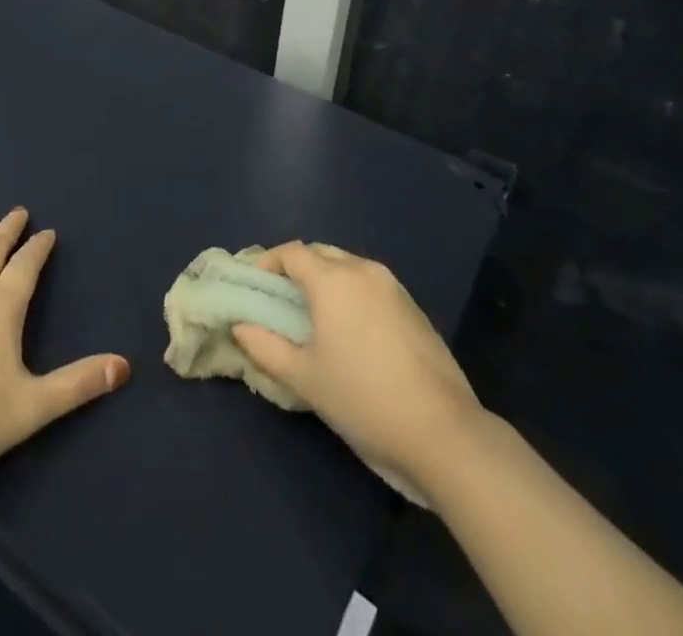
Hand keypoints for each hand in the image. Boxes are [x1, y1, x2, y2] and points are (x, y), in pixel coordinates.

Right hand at [232, 242, 483, 501]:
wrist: (442, 431)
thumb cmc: (362, 399)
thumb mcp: (304, 378)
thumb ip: (266, 347)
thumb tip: (241, 327)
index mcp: (333, 279)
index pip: (292, 252)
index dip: (268, 262)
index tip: (254, 284)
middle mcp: (363, 270)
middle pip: (321, 253)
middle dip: (297, 268)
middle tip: (280, 299)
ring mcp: (393, 286)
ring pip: (348, 266)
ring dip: (325, 279)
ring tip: (312, 314)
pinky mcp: (413, 306)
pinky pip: (370, 285)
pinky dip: (351, 293)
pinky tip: (349, 329)